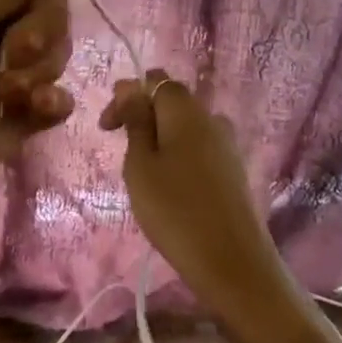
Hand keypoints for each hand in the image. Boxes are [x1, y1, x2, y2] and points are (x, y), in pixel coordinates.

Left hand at [0, 0, 118, 244]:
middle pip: (49, 2)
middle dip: (44, 22)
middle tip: (17, 52)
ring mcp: (3, 74)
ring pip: (56, 50)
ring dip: (39, 67)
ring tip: (5, 92)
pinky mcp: (14, 119)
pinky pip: (54, 98)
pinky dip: (50, 102)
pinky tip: (35, 111)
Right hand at [100, 70, 290, 322]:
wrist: (231, 262)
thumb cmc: (174, 210)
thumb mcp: (140, 164)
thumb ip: (136, 121)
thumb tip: (131, 85)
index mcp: (186, 110)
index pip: (154, 81)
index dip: (127, 96)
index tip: (107, 128)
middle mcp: (211, 118)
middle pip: (172, 102)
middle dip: (142, 118)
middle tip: (122, 153)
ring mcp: (227, 144)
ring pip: (185, 128)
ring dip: (160, 139)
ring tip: (143, 175)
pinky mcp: (234, 170)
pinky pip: (199, 149)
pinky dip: (179, 157)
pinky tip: (170, 188)